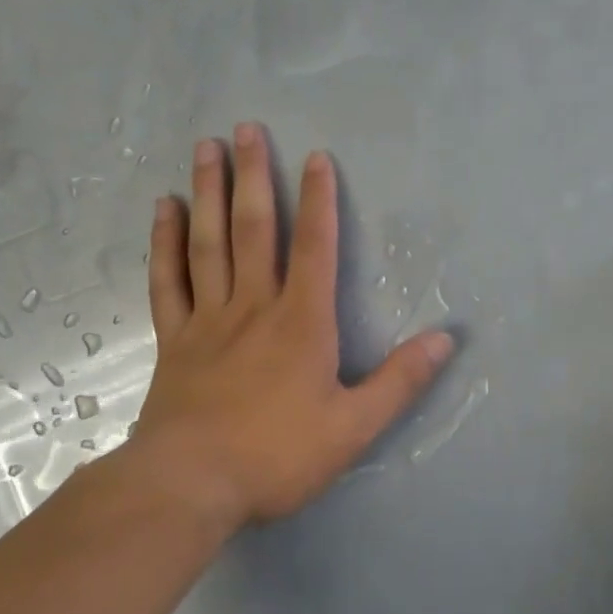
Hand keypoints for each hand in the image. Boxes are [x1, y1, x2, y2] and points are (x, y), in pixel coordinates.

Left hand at [121, 124, 454, 534]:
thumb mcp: (354, 427)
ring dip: (209, 192)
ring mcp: (208, 319)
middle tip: (245, 128)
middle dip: (253, 176)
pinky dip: (165, 242)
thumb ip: (401, 381)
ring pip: (209, 243)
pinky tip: (166, 209)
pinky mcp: (174, 340)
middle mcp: (254, 306)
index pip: (315, 247)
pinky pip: (168, 280)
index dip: (319, 200)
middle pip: (254, 229)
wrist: (189, 485)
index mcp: (301, 322)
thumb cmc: (277, 455)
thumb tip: (447, 339)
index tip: (315, 156)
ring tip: (206, 148)